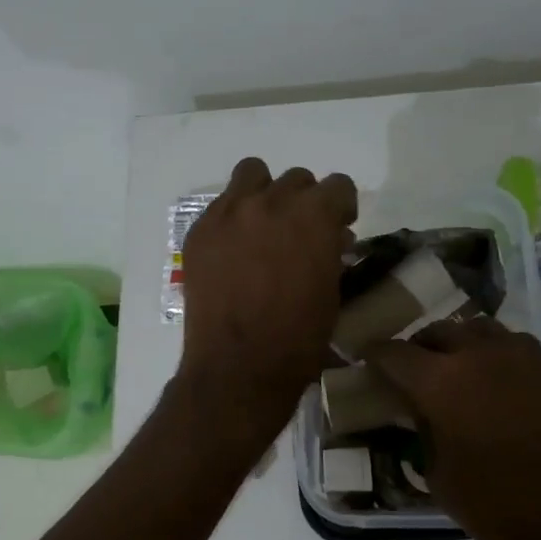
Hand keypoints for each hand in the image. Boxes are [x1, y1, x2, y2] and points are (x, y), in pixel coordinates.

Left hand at [176, 158, 357, 436]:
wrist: (238, 365)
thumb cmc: (298, 338)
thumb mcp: (332, 292)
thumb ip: (331, 253)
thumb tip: (330, 240)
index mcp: (314, 215)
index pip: (337, 185)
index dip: (341, 206)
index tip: (339, 226)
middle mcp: (271, 202)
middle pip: (295, 179)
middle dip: (303, 202)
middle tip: (298, 233)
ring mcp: (229, 213)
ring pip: (251, 175)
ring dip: (263, 193)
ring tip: (262, 225)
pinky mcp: (199, 231)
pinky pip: (220, 206)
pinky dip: (231, 218)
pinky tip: (232, 249)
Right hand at [366, 318, 540, 539]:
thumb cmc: (493, 507)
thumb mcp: (436, 470)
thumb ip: (422, 427)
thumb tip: (419, 409)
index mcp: (440, 381)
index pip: (394, 353)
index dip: (376, 355)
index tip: (368, 361)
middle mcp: (479, 356)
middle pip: (439, 331)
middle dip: (419, 347)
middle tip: (412, 370)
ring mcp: (522, 359)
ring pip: (480, 330)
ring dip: (461, 344)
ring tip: (456, 369)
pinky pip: (514, 347)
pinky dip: (495, 355)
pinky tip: (494, 384)